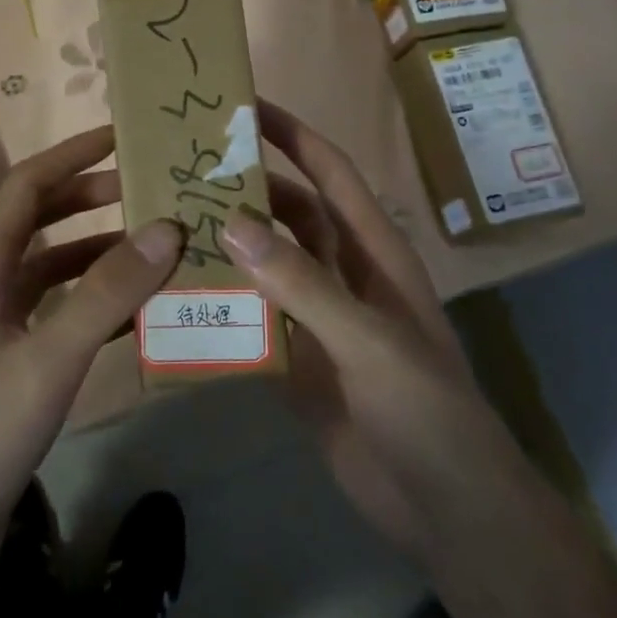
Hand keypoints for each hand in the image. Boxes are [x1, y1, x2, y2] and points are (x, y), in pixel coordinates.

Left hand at [0, 126, 182, 605]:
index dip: (71, 155)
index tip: (121, 137)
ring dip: (102, 253)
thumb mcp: (49, 358)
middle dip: (93, 199)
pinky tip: (142, 313)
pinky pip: (62, 313)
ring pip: (56, 268)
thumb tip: (167, 229)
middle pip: (42, 220)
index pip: (26, 186)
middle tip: (151, 193)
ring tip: (159, 249)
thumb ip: (107, 293)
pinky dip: (99, 302)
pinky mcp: (13, 363)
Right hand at [223, 101, 521, 573]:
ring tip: (172, 222)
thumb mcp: (367, 339)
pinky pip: (254, 316)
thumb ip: (302, 282)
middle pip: (290, 214)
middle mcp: (344, 273)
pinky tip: (180, 294)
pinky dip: (223, 302)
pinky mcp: (298, 359)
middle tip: (186, 167)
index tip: (246, 107)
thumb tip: (233, 220)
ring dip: (229, 243)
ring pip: (267, 263)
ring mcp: (319, 317)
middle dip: (247, 187)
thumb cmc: (424, 410)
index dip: (294, 136)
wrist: (445, 510)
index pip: (330, 174)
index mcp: (373, 252)